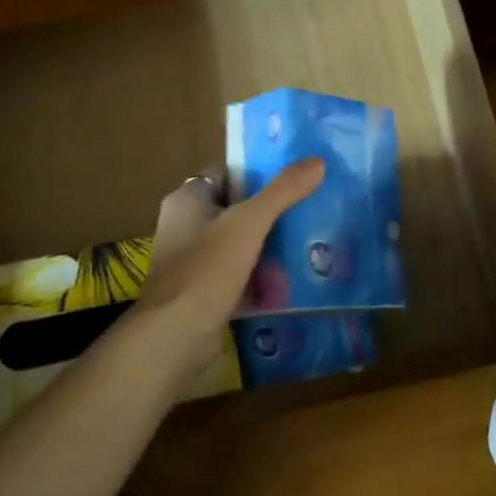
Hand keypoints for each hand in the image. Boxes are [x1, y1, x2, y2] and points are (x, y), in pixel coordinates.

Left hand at [133, 160, 324, 371]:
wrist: (177, 334)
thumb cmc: (208, 267)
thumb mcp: (250, 222)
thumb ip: (283, 191)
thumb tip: (317, 161)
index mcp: (186, 199)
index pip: (226, 173)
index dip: (257, 173)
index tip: (293, 177)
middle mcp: (183, 225)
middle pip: (234, 208)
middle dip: (268, 212)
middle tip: (308, 209)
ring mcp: (190, 260)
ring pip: (237, 243)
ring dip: (266, 245)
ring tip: (307, 240)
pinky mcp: (201, 291)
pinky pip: (236, 274)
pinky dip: (258, 276)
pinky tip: (290, 278)